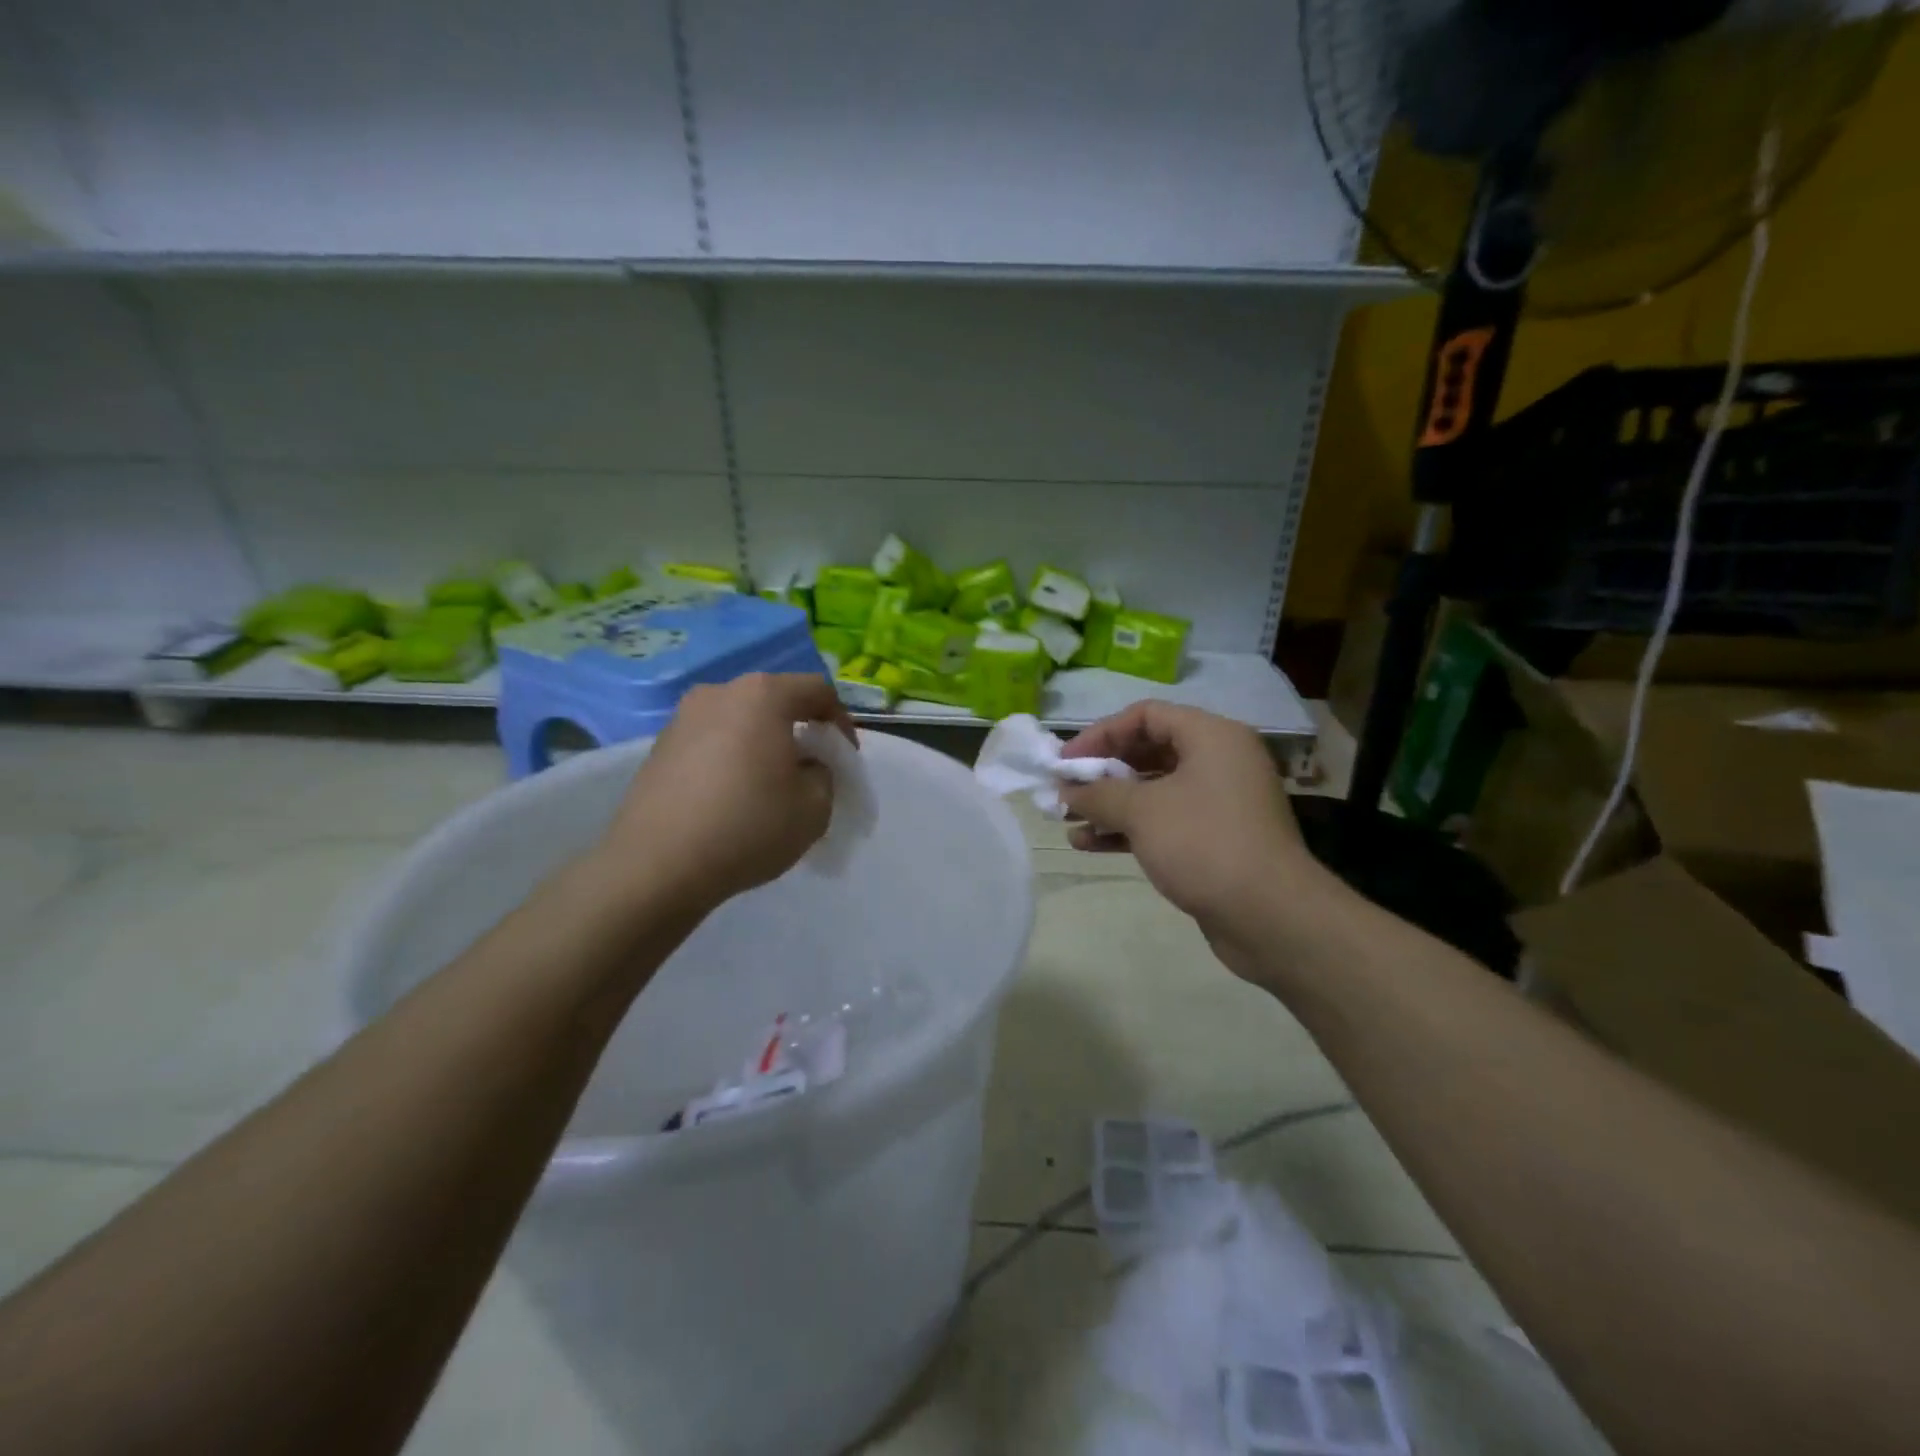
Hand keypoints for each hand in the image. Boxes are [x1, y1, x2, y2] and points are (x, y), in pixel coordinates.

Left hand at [598, 673, 856, 914]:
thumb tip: (804, 766)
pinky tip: (732, 796)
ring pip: (740, 720)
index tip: (845, 757)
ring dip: (763, 743)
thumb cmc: (748, 826)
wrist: (656, 865)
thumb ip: (823, 774)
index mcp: (763, 695)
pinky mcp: (659, 746)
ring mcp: (683, 717)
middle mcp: (720, 692)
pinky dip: (731, 757)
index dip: (841, 722)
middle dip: (800, 729)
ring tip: (769, 784)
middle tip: (811, 769)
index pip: (818, 690)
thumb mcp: (815, 807)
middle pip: (775, 700)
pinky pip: (711, 740)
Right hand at [1058, 702, 1329, 977]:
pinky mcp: (1214, 838)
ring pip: (1153, 791)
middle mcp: (1219, 761)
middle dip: (1102, 773)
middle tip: (1064, 790)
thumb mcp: (1142, 811)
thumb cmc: (1204, 844)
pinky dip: (1128, 828)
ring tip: (1067, 821)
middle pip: (1148, 751)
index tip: (1066, 760)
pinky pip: (1164, 821)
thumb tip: (1065, 790)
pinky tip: (1088, 844)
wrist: (1270, 916)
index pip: (1146, 715)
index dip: (1101, 733)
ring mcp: (1218, 802)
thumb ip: (1098, 793)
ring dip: (1109, 804)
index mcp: (1212, 736)